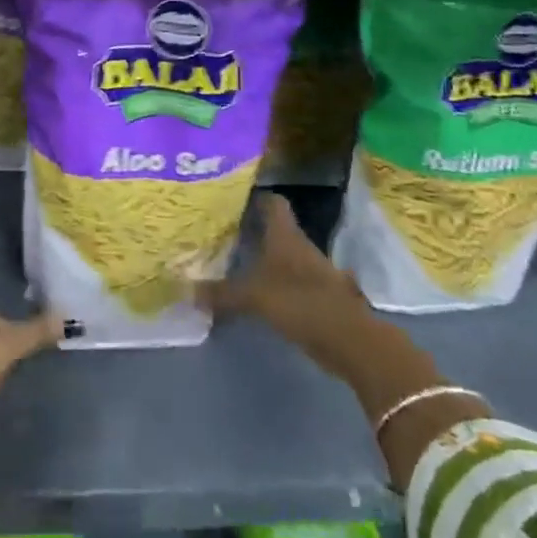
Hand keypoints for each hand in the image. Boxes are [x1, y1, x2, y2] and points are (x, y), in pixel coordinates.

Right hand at [197, 194, 367, 357]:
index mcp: (285, 235)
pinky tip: (260, 294)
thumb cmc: (299, 302)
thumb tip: (187, 290)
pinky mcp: (320, 296)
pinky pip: (293, 282)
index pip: (273, 202)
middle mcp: (300, 246)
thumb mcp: (252, 297)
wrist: (349, 339)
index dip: (256, 198)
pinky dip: (279, 285)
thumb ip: (221, 293)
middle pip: (277, 229)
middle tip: (225, 232)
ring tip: (238, 262)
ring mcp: (314, 271)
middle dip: (255, 229)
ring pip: (286, 256)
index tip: (233, 199)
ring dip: (267, 258)